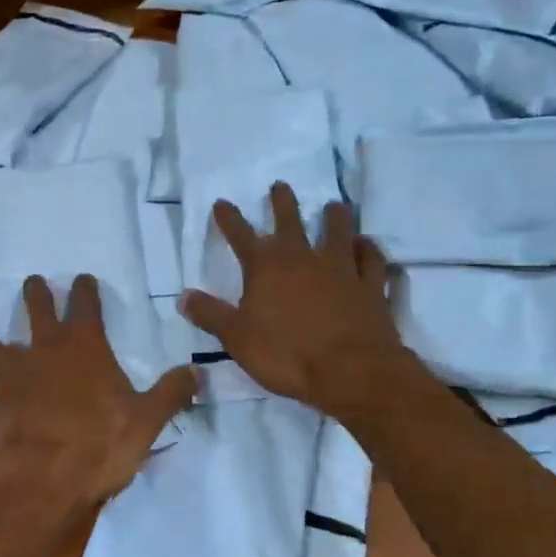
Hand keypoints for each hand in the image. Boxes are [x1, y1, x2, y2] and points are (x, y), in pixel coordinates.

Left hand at [0, 274, 196, 550]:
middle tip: (34, 284)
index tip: (83, 278)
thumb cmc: (97, 448)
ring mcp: (7, 372)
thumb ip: (171, 393)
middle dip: (36, 292)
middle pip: (36, 306)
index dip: (85, 289)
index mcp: (85, 347)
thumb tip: (198, 370)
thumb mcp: (146, 422)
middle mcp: (43, 348)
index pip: (86, 304)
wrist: (37, 482)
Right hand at [181, 183, 410, 416]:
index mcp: (266, 267)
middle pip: (291, 221)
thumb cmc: (286, 354)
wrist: (351, 371)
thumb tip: (183, 296)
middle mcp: (303, 258)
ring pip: (338, 232)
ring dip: (334, 218)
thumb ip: (210, 314)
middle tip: (280, 185)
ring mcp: (342, 269)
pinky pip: (372, 260)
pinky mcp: (370, 286)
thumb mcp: (236, 337)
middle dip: (282, 202)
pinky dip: (369, 250)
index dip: (229, 218)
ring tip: (333, 206)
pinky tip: (367, 244)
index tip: (221, 203)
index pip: (241, 235)